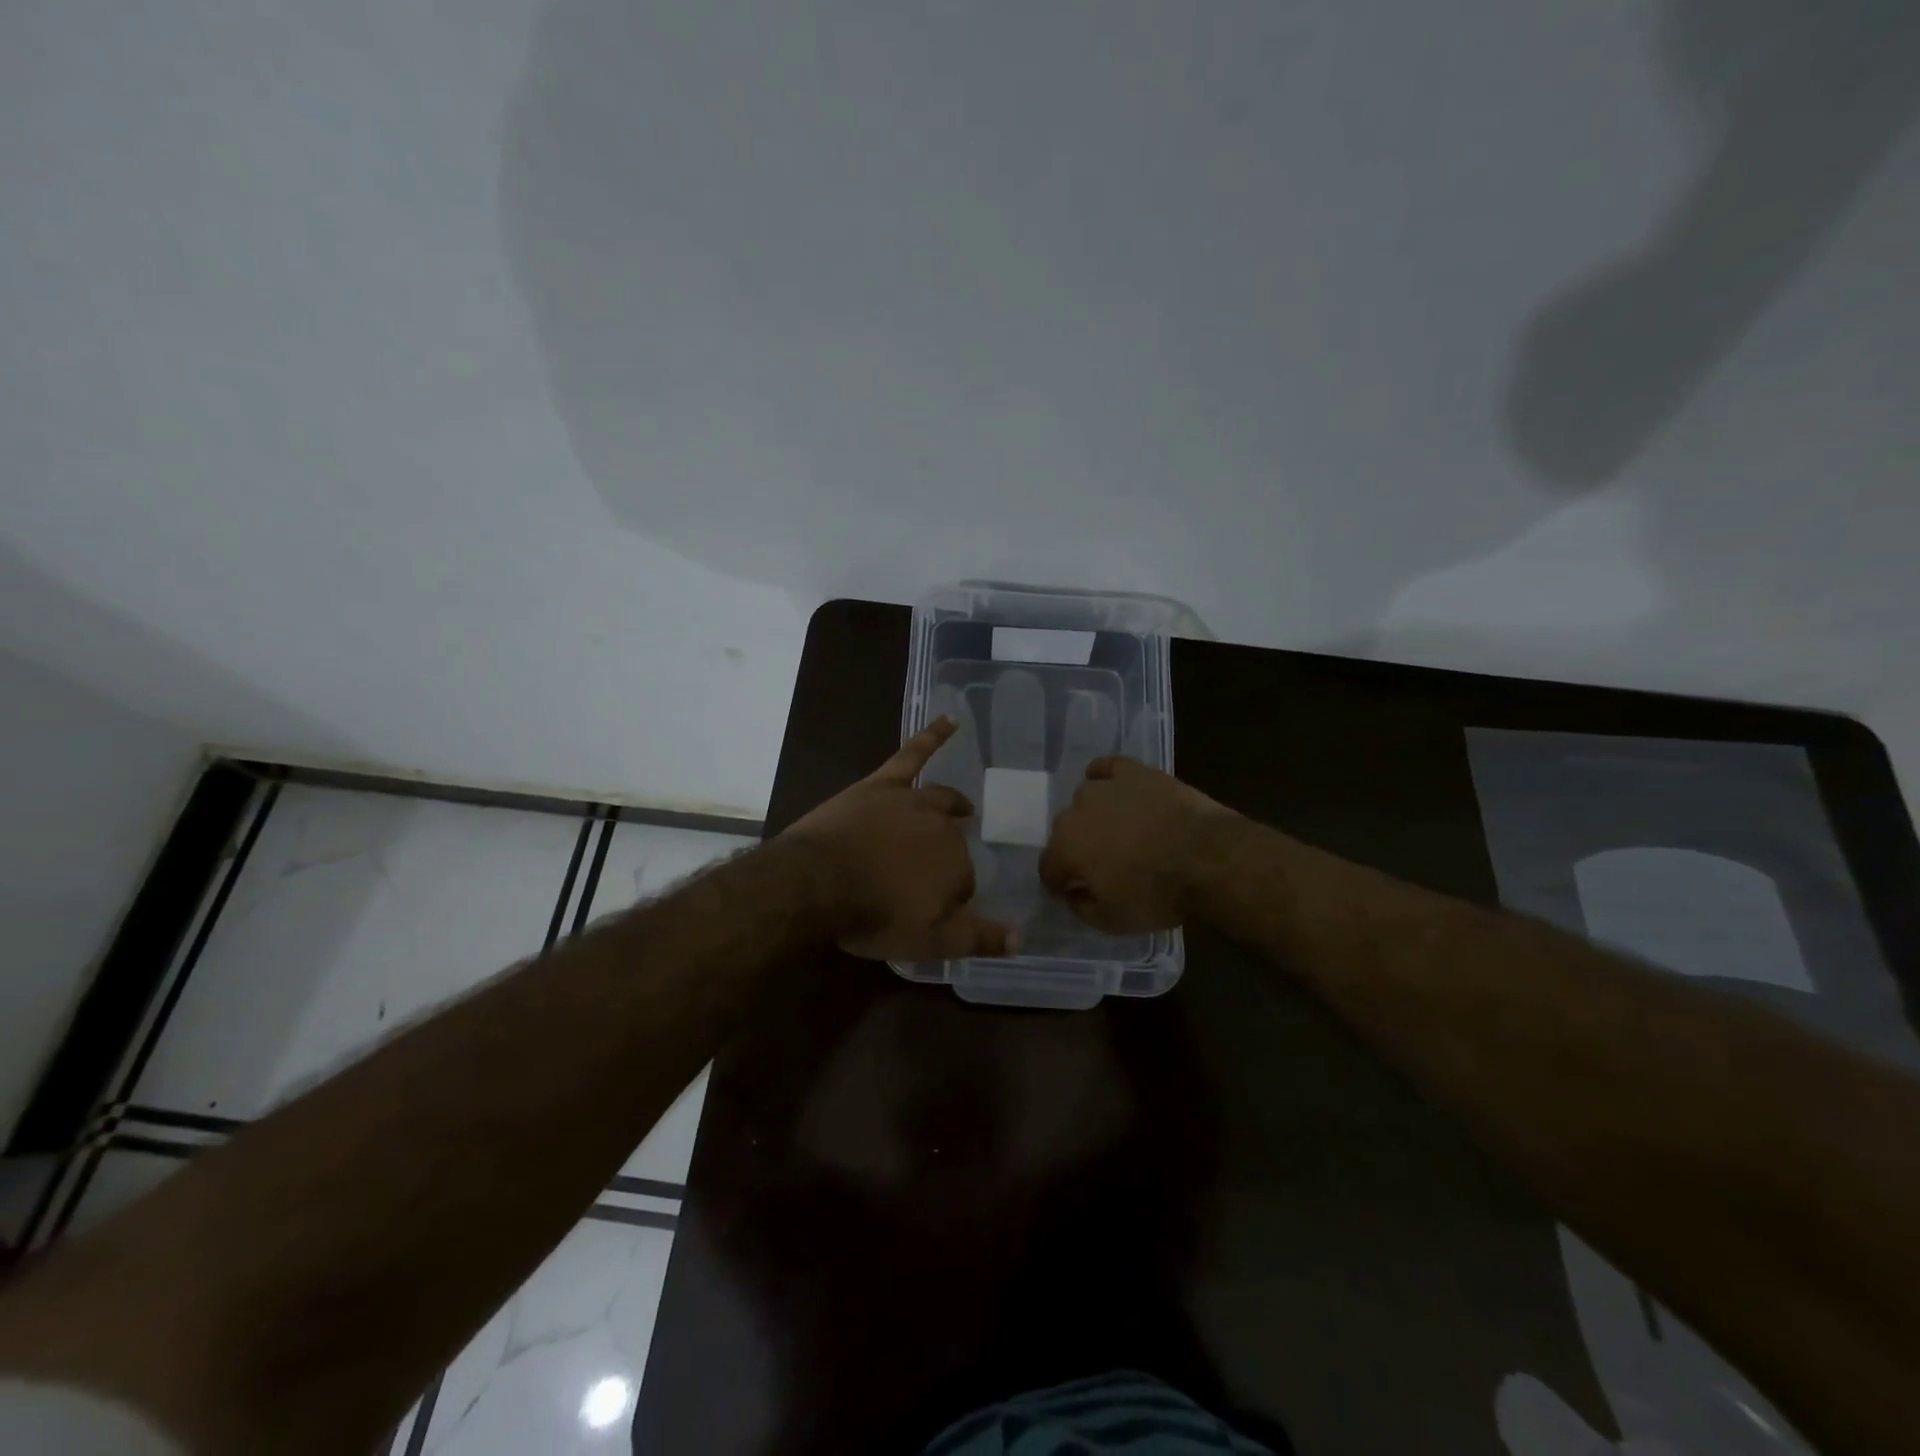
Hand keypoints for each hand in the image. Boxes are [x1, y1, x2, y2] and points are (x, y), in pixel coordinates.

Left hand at [784, 718, 1015, 960]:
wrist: (816, 882)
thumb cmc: (872, 916)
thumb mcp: (928, 942)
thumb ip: (977, 939)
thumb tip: (1020, 939)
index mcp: (956, 866)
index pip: (963, 883)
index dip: (948, 897)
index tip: (930, 909)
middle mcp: (942, 828)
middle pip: (953, 842)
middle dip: (948, 857)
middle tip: (934, 873)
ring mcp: (912, 801)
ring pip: (941, 800)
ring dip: (955, 805)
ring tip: (964, 808)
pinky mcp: (883, 784)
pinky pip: (913, 754)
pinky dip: (933, 736)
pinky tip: (951, 720)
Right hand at [1040, 757, 1238, 932]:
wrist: (1208, 858)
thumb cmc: (1157, 894)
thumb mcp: (1112, 921)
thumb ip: (1082, 908)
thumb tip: (1073, 894)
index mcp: (1065, 848)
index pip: (1048, 867)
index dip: (1059, 883)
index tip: (1074, 893)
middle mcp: (1076, 811)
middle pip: (1065, 832)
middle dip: (1078, 849)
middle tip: (1103, 865)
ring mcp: (1105, 787)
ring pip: (1085, 800)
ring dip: (1094, 816)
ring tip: (1118, 831)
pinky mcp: (1134, 772)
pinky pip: (1107, 768)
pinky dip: (1104, 777)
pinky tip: (1113, 788)